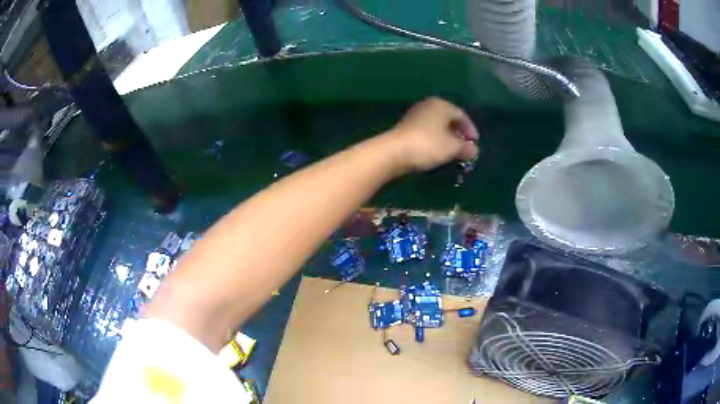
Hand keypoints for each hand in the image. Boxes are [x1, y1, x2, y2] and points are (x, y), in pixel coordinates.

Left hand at [386, 97, 478, 172]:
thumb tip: (474, 150)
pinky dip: (435, 138)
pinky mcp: (406, 126)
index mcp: (442, 105)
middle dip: (458, 132)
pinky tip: (436, 150)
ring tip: (452, 150)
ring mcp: (415, 114)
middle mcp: (429, 105)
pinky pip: (427, 130)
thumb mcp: (452, 148)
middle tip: (464, 146)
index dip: (470, 129)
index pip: (462, 115)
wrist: (394, 151)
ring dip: (446, 136)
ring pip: (437, 124)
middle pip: (448, 118)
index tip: (475, 143)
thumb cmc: (428, 145)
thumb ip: (465, 148)